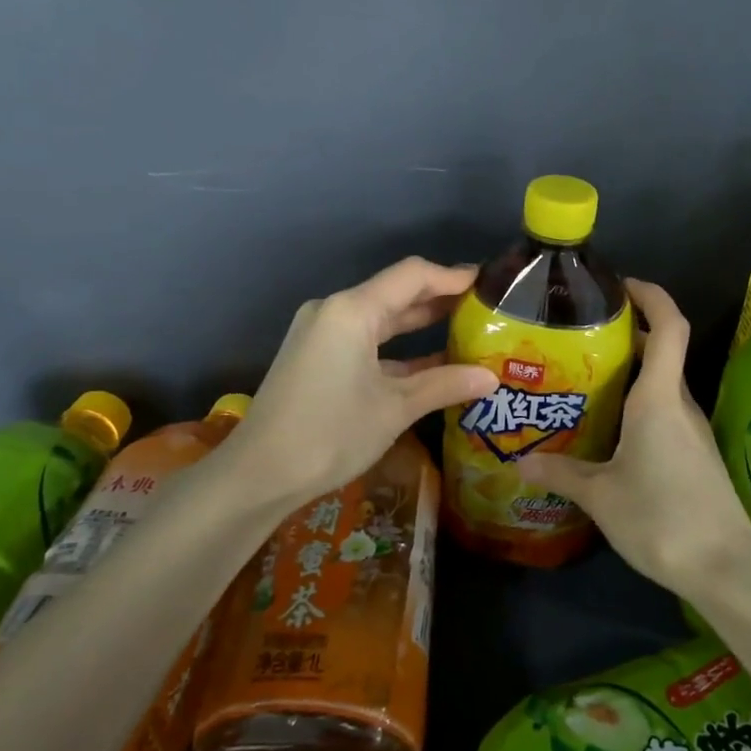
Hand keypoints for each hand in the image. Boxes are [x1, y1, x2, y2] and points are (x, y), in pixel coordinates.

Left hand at [226, 257, 497, 506]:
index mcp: (352, 310)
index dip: (453, 276)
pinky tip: (431, 364)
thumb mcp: (395, 409)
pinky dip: (397, 349)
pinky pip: (365, 341)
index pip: (413, 276)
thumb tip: (491, 378)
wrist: (259, 474)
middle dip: (440, 299)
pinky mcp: (316, 357)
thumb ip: (444, 385)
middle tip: (485, 307)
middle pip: (396, 293)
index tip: (490, 284)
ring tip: (467, 330)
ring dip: (420, 325)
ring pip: (381, 319)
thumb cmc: (331, 433)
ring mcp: (322, 334)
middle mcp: (334, 311)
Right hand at [519, 278, 750, 596]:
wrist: (724, 568)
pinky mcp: (694, 455)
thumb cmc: (660, 517)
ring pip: (661, 385)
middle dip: (627, 335)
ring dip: (631, 373)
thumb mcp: (600, 495)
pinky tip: (608, 429)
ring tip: (584, 380)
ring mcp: (691, 431)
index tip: (621, 285)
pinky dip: (638, 405)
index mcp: (659, 399)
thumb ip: (561, 472)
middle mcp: (680, 405)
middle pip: (662, 352)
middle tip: (579, 338)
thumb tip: (521, 461)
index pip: (670, 326)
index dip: (651, 295)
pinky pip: (664, 413)